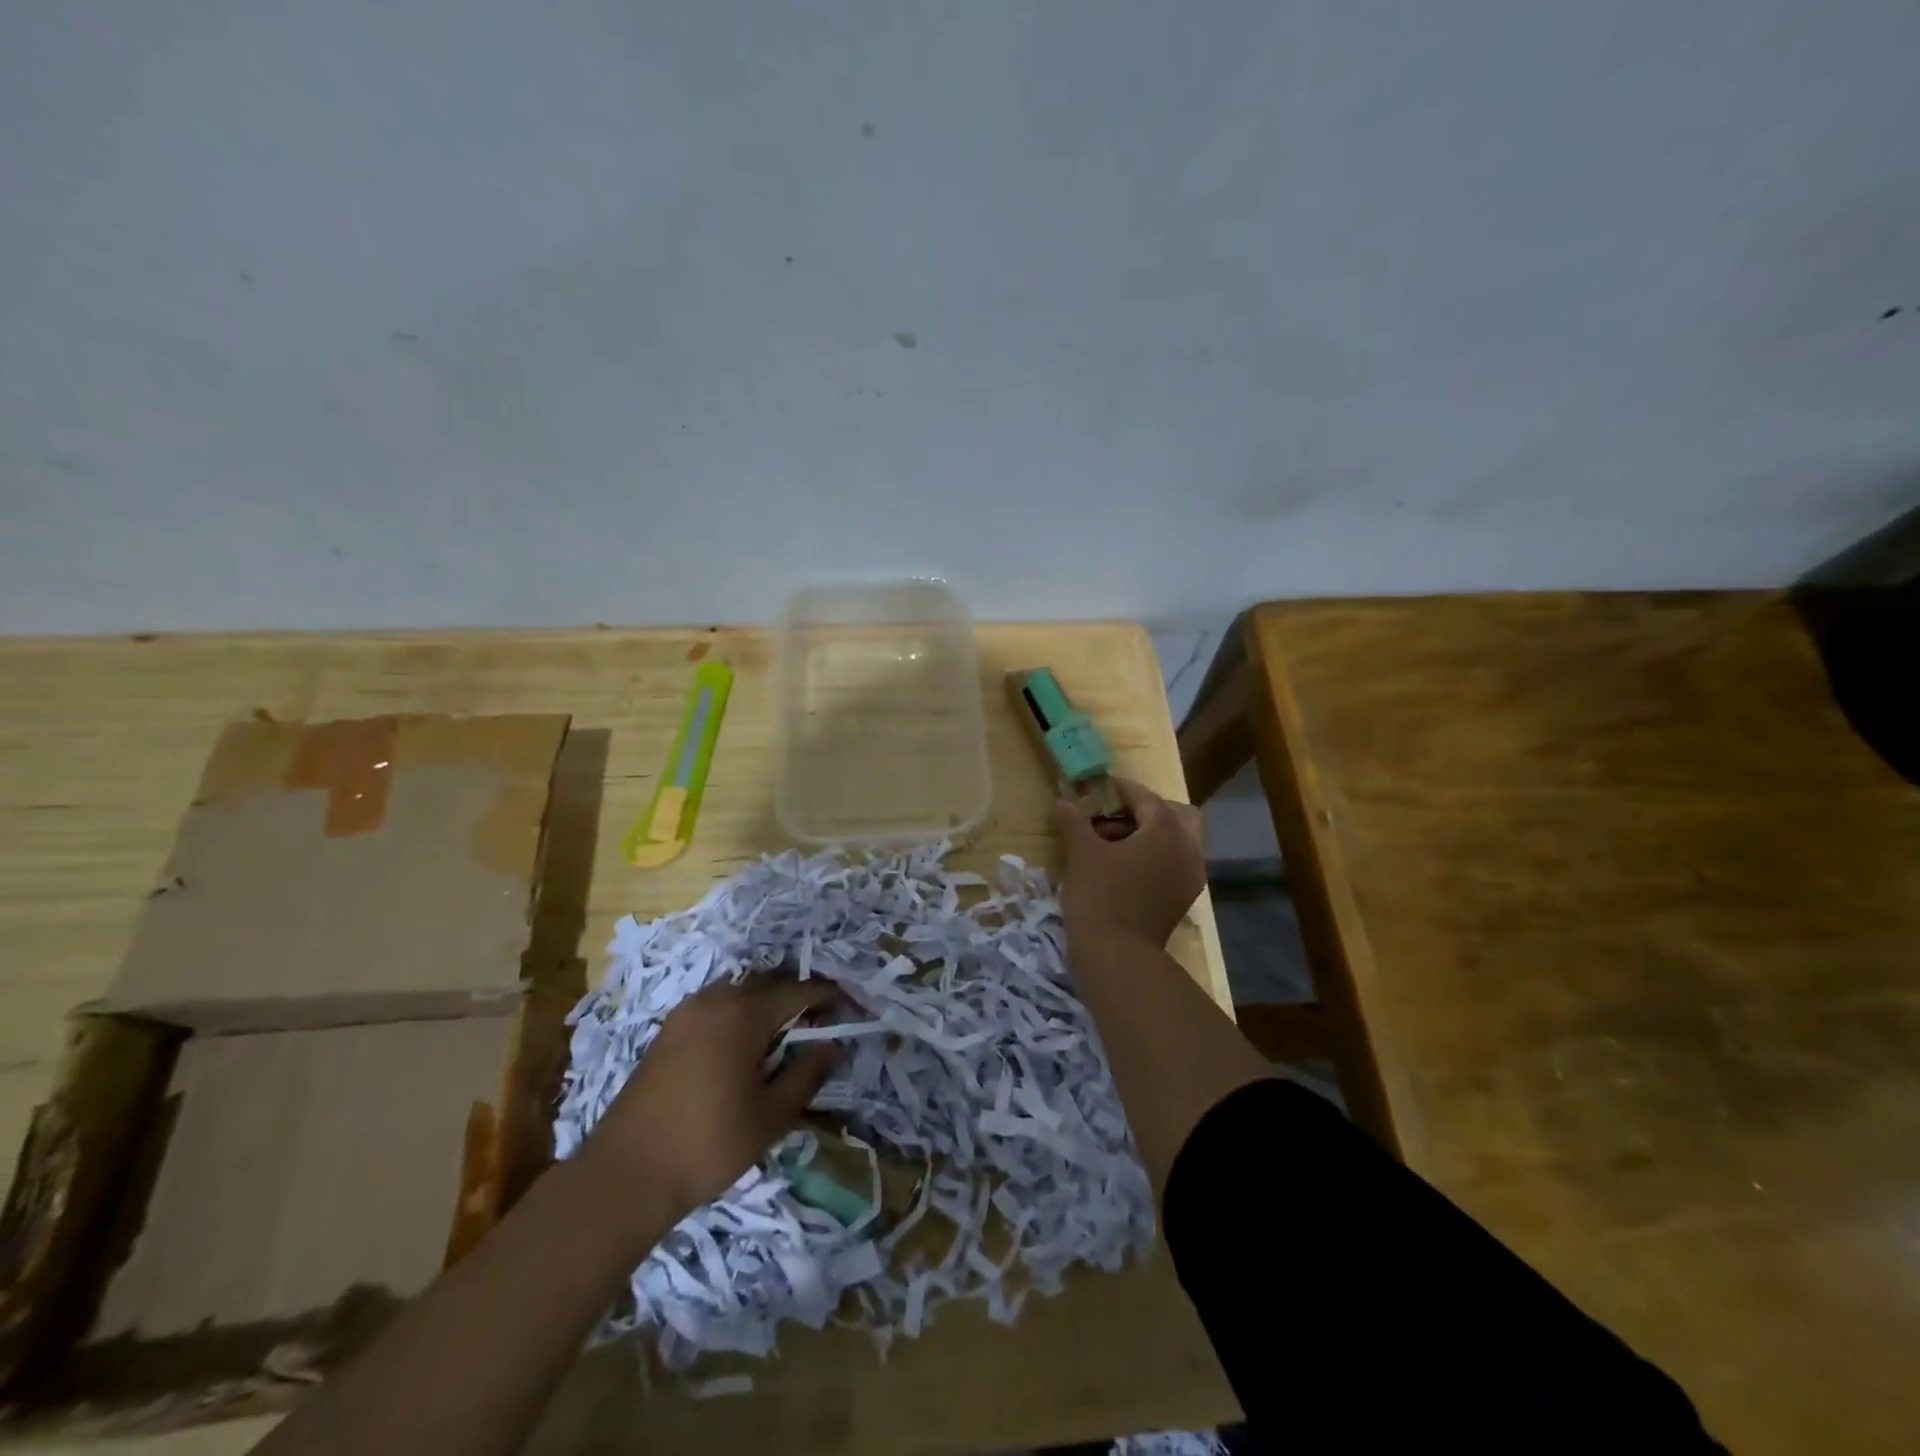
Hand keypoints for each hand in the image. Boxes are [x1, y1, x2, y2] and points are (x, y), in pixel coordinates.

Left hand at [578, 977, 841, 1234]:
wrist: (625, 1174)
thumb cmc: (709, 1144)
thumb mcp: (771, 1115)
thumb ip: (806, 1074)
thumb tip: (832, 1046)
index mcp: (744, 1013)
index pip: (798, 990)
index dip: (827, 996)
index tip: (849, 1008)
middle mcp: (716, 1000)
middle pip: (768, 982)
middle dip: (797, 995)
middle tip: (819, 1021)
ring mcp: (686, 1012)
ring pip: (739, 990)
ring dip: (766, 1002)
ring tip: (784, 1033)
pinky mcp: (668, 1031)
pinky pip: (716, 1005)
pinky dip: (739, 1012)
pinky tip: (744, 1045)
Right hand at [1052, 778, 1205, 948]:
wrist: (1117, 956)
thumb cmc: (1100, 895)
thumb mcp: (1081, 853)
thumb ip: (1074, 821)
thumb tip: (1064, 800)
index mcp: (1167, 832)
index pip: (1148, 799)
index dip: (1123, 789)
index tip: (1101, 787)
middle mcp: (1187, 851)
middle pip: (1177, 817)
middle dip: (1148, 811)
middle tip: (1115, 814)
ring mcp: (1188, 879)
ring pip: (1177, 843)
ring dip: (1150, 836)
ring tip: (1112, 842)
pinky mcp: (1181, 901)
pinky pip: (1172, 866)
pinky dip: (1153, 859)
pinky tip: (1123, 867)